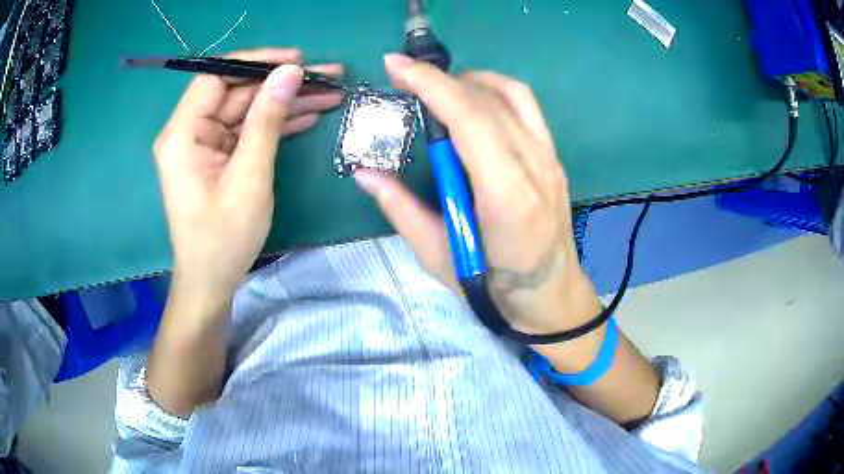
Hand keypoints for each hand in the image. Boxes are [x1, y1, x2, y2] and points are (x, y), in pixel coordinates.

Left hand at [154, 48, 343, 302]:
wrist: (211, 282)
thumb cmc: (223, 238)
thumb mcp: (249, 177)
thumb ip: (267, 121)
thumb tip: (290, 72)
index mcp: (183, 133)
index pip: (216, 76)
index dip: (256, 62)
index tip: (297, 60)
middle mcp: (188, 132)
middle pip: (237, 92)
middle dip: (282, 84)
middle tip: (329, 77)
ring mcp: (203, 144)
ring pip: (247, 109)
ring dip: (285, 103)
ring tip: (330, 94)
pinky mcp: (216, 157)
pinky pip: (247, 130)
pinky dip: (275, 124)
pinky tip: (308, 115)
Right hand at [355, 54, 600, 335]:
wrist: (551, 295)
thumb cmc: (494, 287)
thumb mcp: (439, 258)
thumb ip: (401, 210)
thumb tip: (366, 172)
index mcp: (506, 195)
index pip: (469, 118)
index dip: (430, 84)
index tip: (395, 65)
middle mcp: (534, 166)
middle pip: (487, 99)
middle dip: (440, 78)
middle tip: (406, 77)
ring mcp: (550, 158)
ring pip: (512, 94)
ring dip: (470, 80)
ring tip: (439, 88)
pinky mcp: (553, 157)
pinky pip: (526, 107)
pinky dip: (494, 92)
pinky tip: (473, 102)